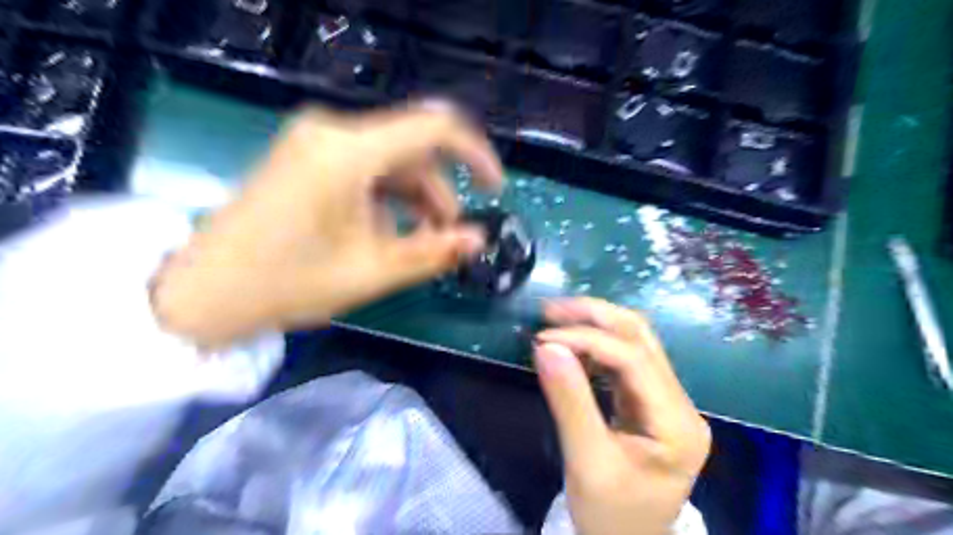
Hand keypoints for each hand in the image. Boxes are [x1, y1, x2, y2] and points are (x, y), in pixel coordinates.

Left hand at [152, 100, 500, 343]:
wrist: (204, 293)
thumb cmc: (288, 283)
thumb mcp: (372, 271)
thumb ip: (433, 252)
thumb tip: (479, 240)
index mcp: (348, 151)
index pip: (434, 128)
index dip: (476, 155)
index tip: (495, 189)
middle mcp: (332, 131)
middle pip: (413, 150)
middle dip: (440, 194)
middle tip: (446, 239)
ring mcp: (315, 140)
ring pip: (391, 159)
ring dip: (415, 198)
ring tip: (417, 242)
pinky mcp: (307, 156)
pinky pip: (366, 167)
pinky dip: (387, 196)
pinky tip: (385, 231)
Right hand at [536, 296, 705, 534]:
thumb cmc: (610, 516)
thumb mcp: (586, 462)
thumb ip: (568, 401)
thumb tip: (545, 346)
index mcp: (677, 424)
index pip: (633, 359)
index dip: (587, 340)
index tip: (542, 339)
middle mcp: (680, 403)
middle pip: (641, 337)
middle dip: (594, 316)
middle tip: (549, 311)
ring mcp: (667, 400)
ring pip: (633, 342)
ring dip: (593, 326)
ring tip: (554, 323)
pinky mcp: (649, 402)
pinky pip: (623, 361)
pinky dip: (594, 348)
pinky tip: (569, 347)